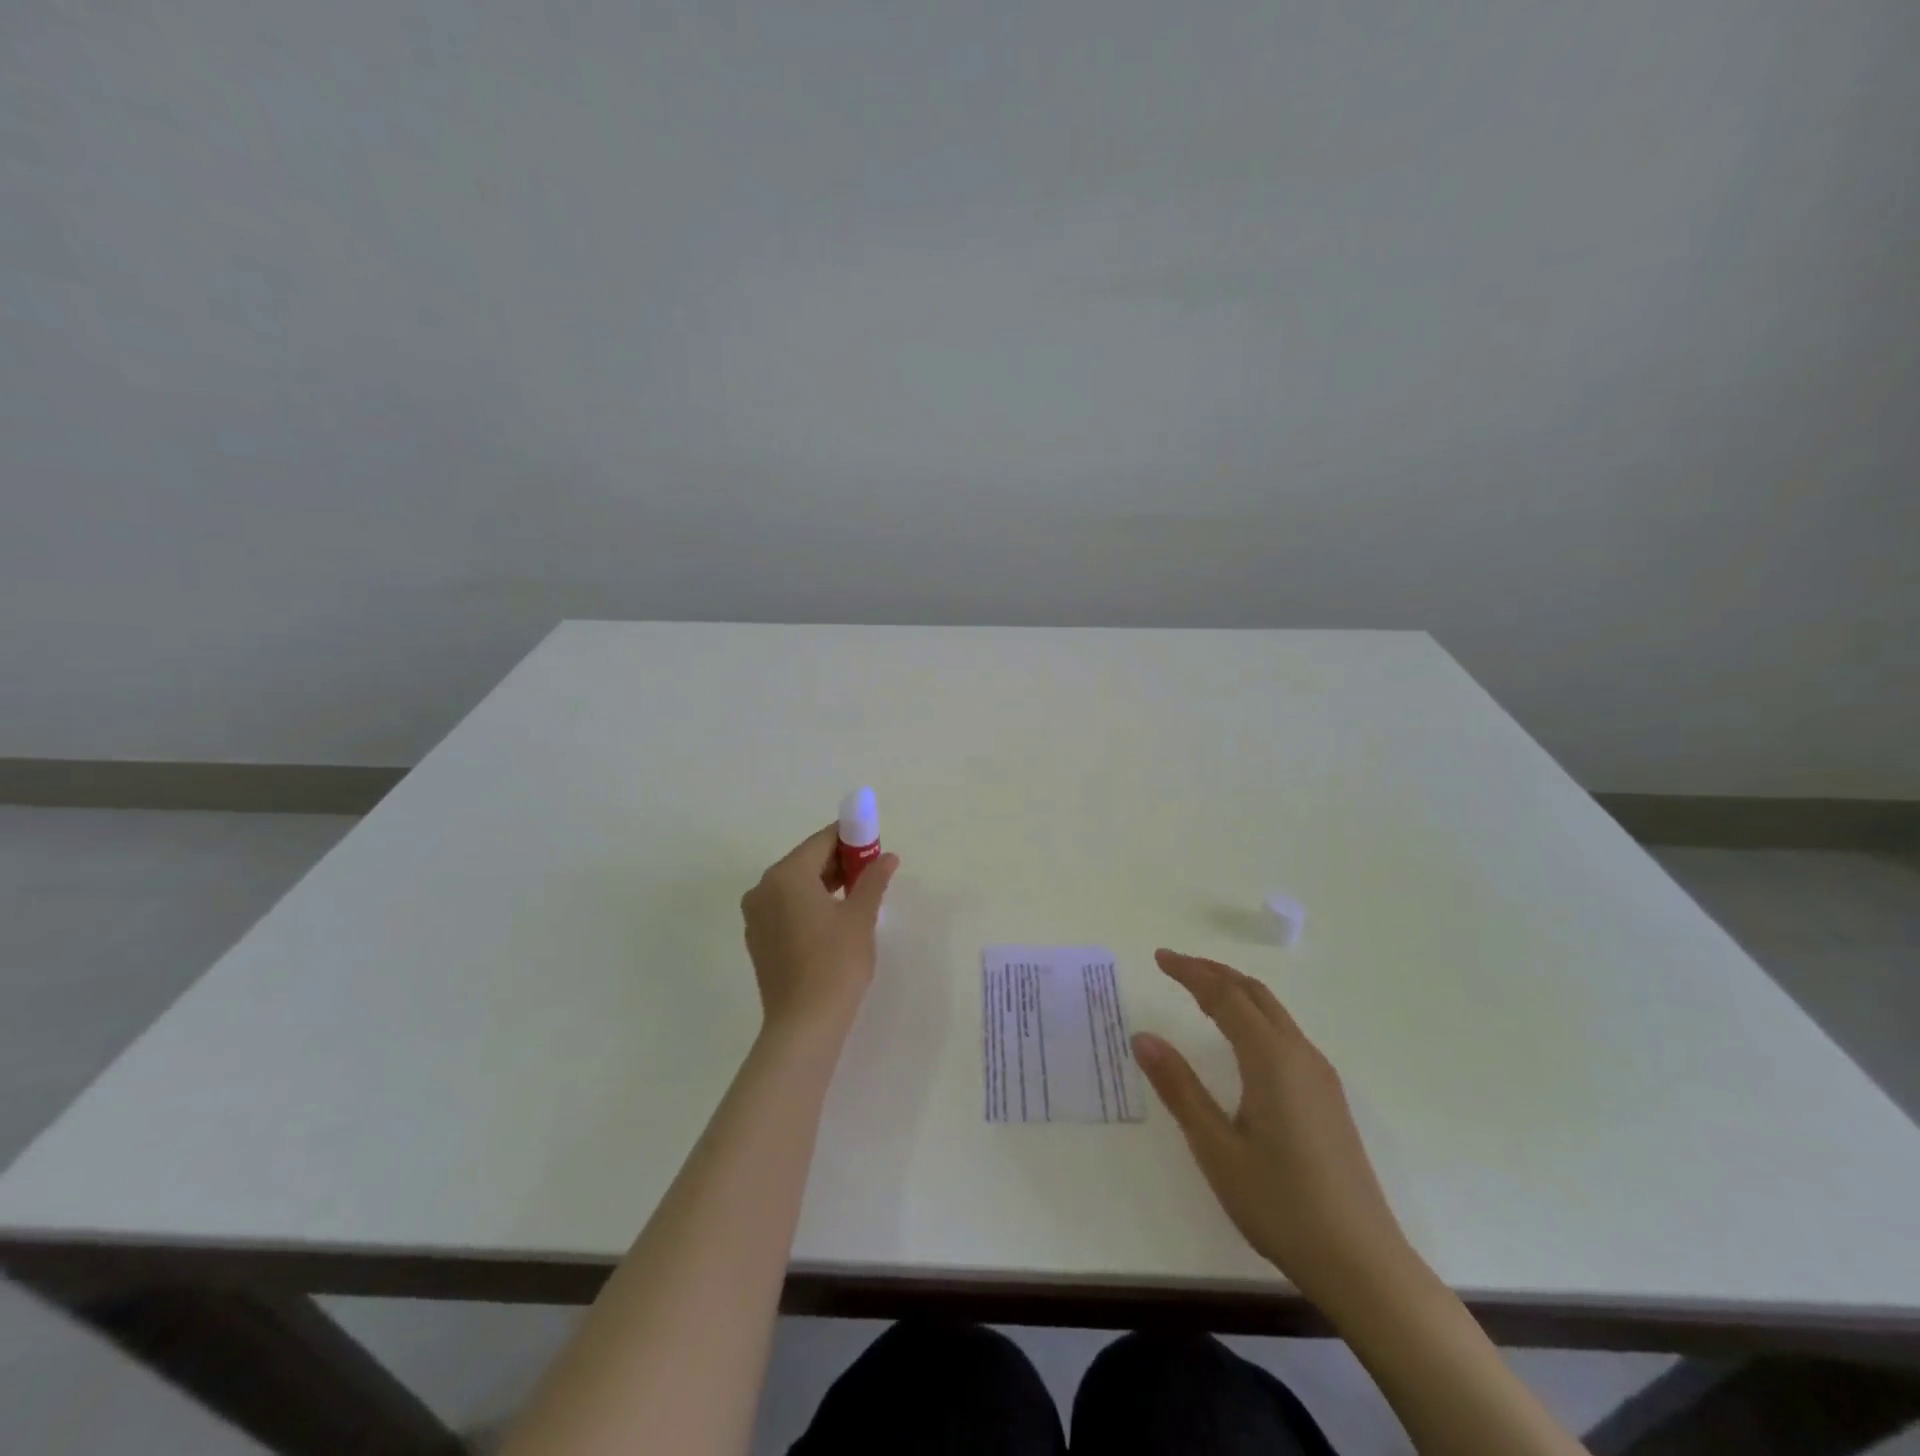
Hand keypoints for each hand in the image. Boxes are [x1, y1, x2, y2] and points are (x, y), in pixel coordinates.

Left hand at [740, 827, 897, 1037]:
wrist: (804, 1024)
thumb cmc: (835, 962)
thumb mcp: (860, 916)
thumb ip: (873, 879)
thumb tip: (887, 857)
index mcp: (786, 875)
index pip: (822, 841)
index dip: (851, 839)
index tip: (875, 846)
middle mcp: (763, 888)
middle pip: (806, 861)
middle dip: (839, 862)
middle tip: (871, 873)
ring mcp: (756, 915)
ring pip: (795, 885)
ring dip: (825, 883)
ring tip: (857, 897)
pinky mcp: (758, 939)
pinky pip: (786, 907)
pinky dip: (808, 904)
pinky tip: (833, 921)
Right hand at [1133, 950, 1413, 1310]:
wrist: (1362, 1263)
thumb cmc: (1281, 1204)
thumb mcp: (1216, 1148)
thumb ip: (1179, 1088)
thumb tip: (1142, 1037)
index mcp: (1271, 1060)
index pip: (1225, 996)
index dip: (1190, 972)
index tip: (1160, 957)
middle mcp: (1299, 1055)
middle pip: (1254, 993)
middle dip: (1213, 972)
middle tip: (1176, 965)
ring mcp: (1320, 1076)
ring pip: (1273, 1012)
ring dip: (1236, 991)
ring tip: (1201, 991)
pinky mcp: (1328, 1097)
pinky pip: (1285, 1033)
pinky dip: (1254, 1015)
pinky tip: (1241, 1038)